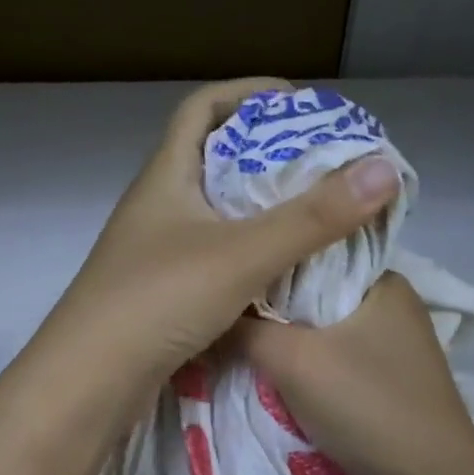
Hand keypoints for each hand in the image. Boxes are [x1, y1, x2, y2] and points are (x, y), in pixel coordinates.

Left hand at [43, 78, 400, 391]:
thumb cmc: (158, 300)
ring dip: (258, 205)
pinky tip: (280, 268)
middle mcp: (156, 206)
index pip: (201, 109)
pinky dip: (247, 250)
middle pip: (211, 158)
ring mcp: (154, 251)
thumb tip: (384, 169)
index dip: (247, 93)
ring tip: (312, 211)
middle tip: (321, 161)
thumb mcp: (242, 253)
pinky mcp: (160, 291)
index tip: (299, 103)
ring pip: (213, 211)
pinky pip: (212, 254)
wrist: (89, 381)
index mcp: (165, 177)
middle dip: (265, 151)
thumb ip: (313, 217)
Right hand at [228, 272, 473, 474]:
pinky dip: (305, 365)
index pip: (316, 249)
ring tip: (237, 337)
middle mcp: (392, 306)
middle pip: (316, 292)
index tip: (229, 268)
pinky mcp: (386, 382)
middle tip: (222, 305)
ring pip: (322, 329)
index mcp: (384, 281)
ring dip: (286, 339)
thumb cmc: (365, 404)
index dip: (270, 256)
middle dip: (273, 303)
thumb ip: (245, 329)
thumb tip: (210, 314)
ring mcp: (392, 347)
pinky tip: (272, 372)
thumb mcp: (291, 359)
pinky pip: (333, 359)